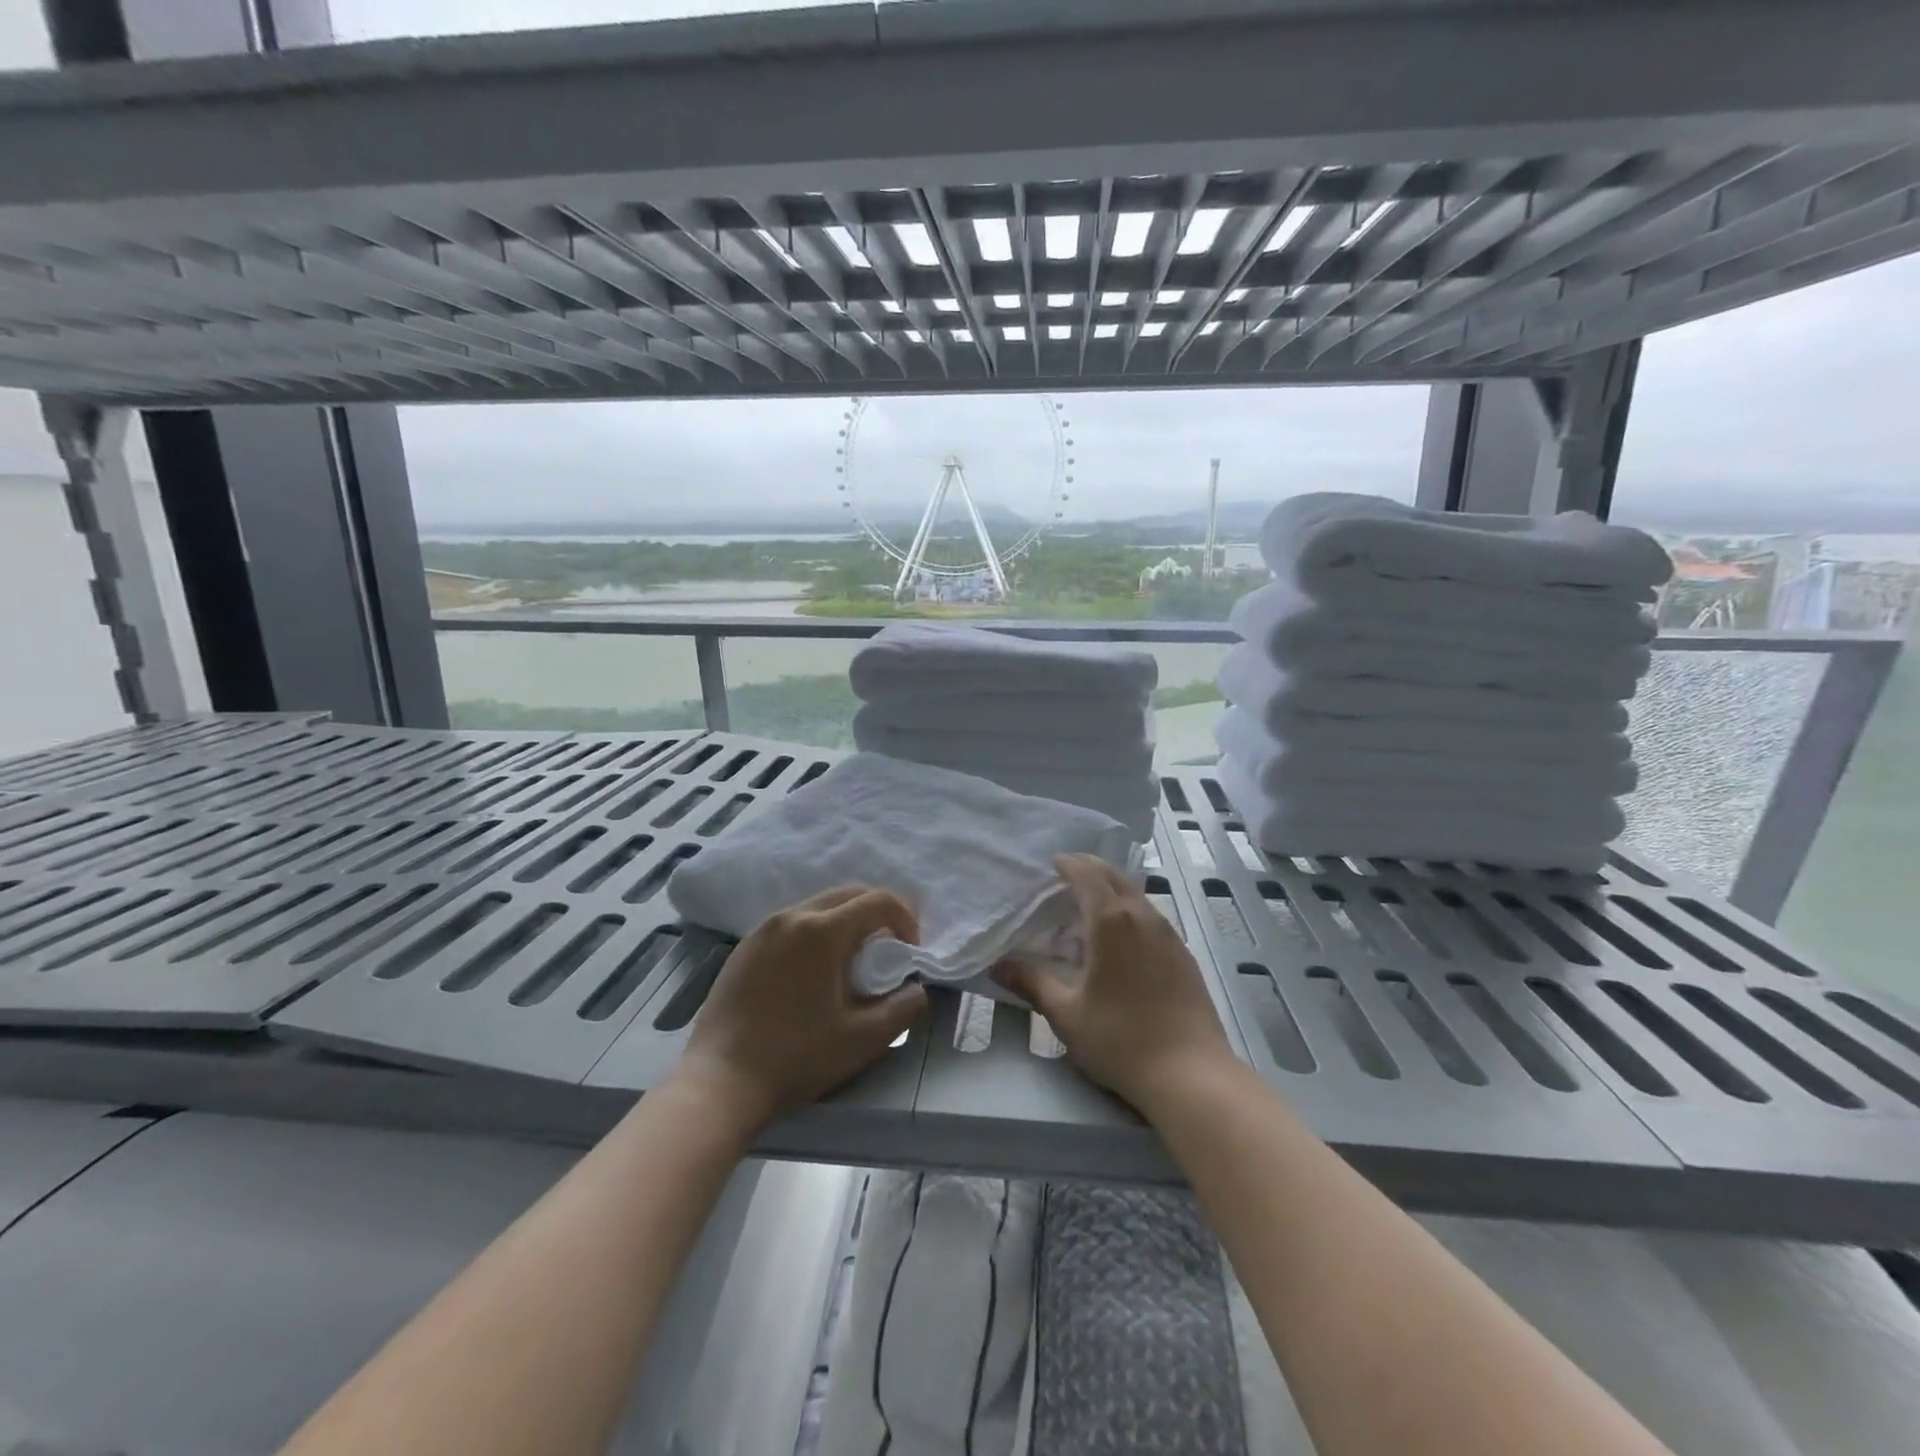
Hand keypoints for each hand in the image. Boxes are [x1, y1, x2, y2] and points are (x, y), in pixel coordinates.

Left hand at [673, 886, 927, 1136]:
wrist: (720, 1083)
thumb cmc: (797, 1057)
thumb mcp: (863, 1039)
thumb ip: (903, 1008)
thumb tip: (917, 989)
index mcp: (822, 930)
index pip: (878, 901)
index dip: (905, 919)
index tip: (909, 952)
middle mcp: (791, 916)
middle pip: (848, 894)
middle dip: (876, 913)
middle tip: (888, 949)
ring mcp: (762, 930)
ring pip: (817, 906)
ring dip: (844, 922)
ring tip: (851, 961)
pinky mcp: (744, 948)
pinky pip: (790, 924)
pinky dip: (814, 933)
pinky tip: (812, 972)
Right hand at [997, 854, 1235, 1115]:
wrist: (1191, 1075)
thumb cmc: (1120, 1039)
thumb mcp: (1066, 1013)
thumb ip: (1031, 982)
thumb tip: (998, 966)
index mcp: (1111, 921)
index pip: (1088, 875)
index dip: (1069, 864)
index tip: (1053, 862)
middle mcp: (1143, 917)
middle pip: (1116, 876)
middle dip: (1091, 868)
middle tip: (1067, 873)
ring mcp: (1169, 935)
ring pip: (1137, 895)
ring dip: (1112, 889)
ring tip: (1089, 905)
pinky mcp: (1184, 956)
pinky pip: (1151, 917)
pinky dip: (1130, 911)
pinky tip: (1121, 939)